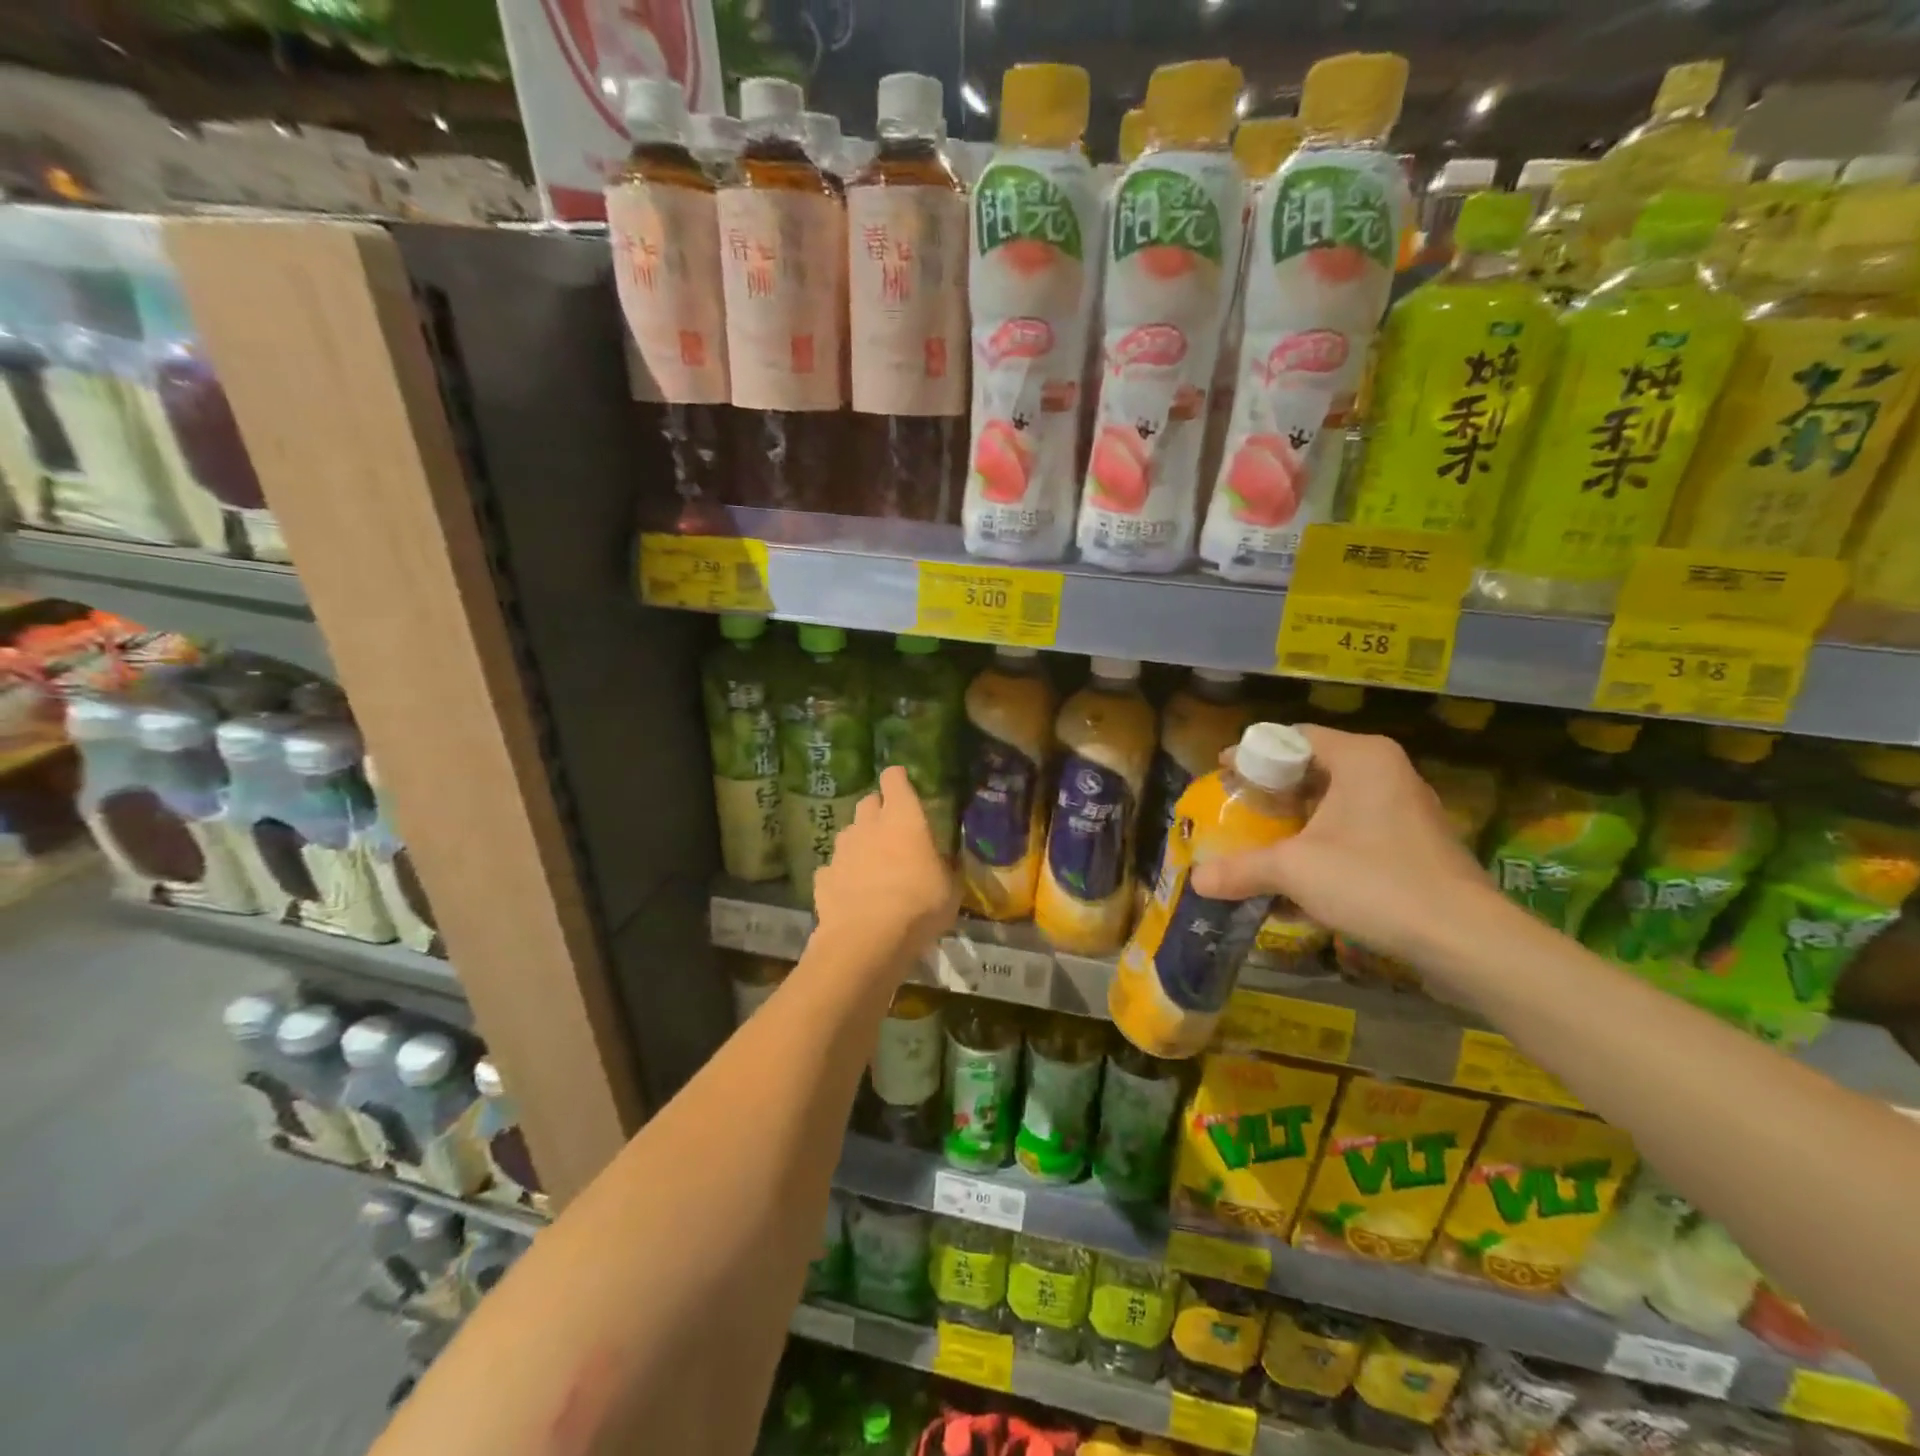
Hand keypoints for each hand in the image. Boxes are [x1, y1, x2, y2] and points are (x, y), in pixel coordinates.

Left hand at [814, 766, 959, 973]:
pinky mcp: (823, 877)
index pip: (895, 780)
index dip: (898, 779)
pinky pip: (833, 868)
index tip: (902, 783)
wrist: (867, 940)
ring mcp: (842, 850)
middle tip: (892, 829)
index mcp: (903, 818)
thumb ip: (945, 868)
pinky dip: (842, 874)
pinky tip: (851, 892)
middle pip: (868, 802)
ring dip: (859, 841)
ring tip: (872, 863)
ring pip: (849, 833)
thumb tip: (944, 862)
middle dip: (878, 810)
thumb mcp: (949, 889)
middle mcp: (868, 825)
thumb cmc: (919, 906)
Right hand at [1191, 726, 1496, 967]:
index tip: (1223, 774)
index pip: (1293, 737)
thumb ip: (1241, 869)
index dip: (1252, 754)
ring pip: (1336, 802)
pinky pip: (1357, 829)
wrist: (1465, 940)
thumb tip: (1196, 881)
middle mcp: (1387, 772)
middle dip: (1272, 791)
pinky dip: (1324, 842)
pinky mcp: (1416, 844)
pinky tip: (1303, 874)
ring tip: (1263, 842)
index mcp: (1361, 758)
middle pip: (1314, 768)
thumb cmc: (1374, 881)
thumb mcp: (1294, 870)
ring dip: (1297, 820)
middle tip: (1239, 809)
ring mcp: (1407, 808)